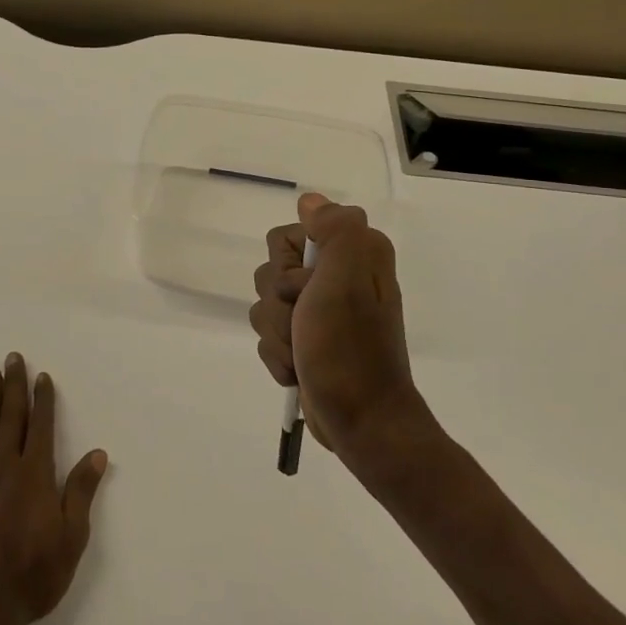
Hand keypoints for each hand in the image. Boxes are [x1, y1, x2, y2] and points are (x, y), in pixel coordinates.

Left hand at [0, 353, 108, 624]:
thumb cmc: (30, 578)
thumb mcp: (70, 540)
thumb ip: (81, 492)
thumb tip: (98, 453)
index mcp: (35, 476)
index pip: (41, 426)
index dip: (42, 399)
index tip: (42, 376)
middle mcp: (3, 468)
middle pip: (10, 419)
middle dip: (14, 386)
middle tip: (13, 357)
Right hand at [249, 192, 431, 460]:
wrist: (361, 422)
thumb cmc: (350, 350)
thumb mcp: (346, 281)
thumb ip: (335, 230)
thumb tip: (312, 201)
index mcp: (355, 254)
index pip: (287, 235)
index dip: (287, 266)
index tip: (307, 289)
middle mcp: (339, 275)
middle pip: (271, 271)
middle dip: (278, 305)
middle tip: (305, 325)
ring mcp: (321, 310)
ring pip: (264, 304)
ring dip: (276, 335)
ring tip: (302, 354)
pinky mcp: (307, 339)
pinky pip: (268, 334)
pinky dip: (277, 355)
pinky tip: (297, 369)